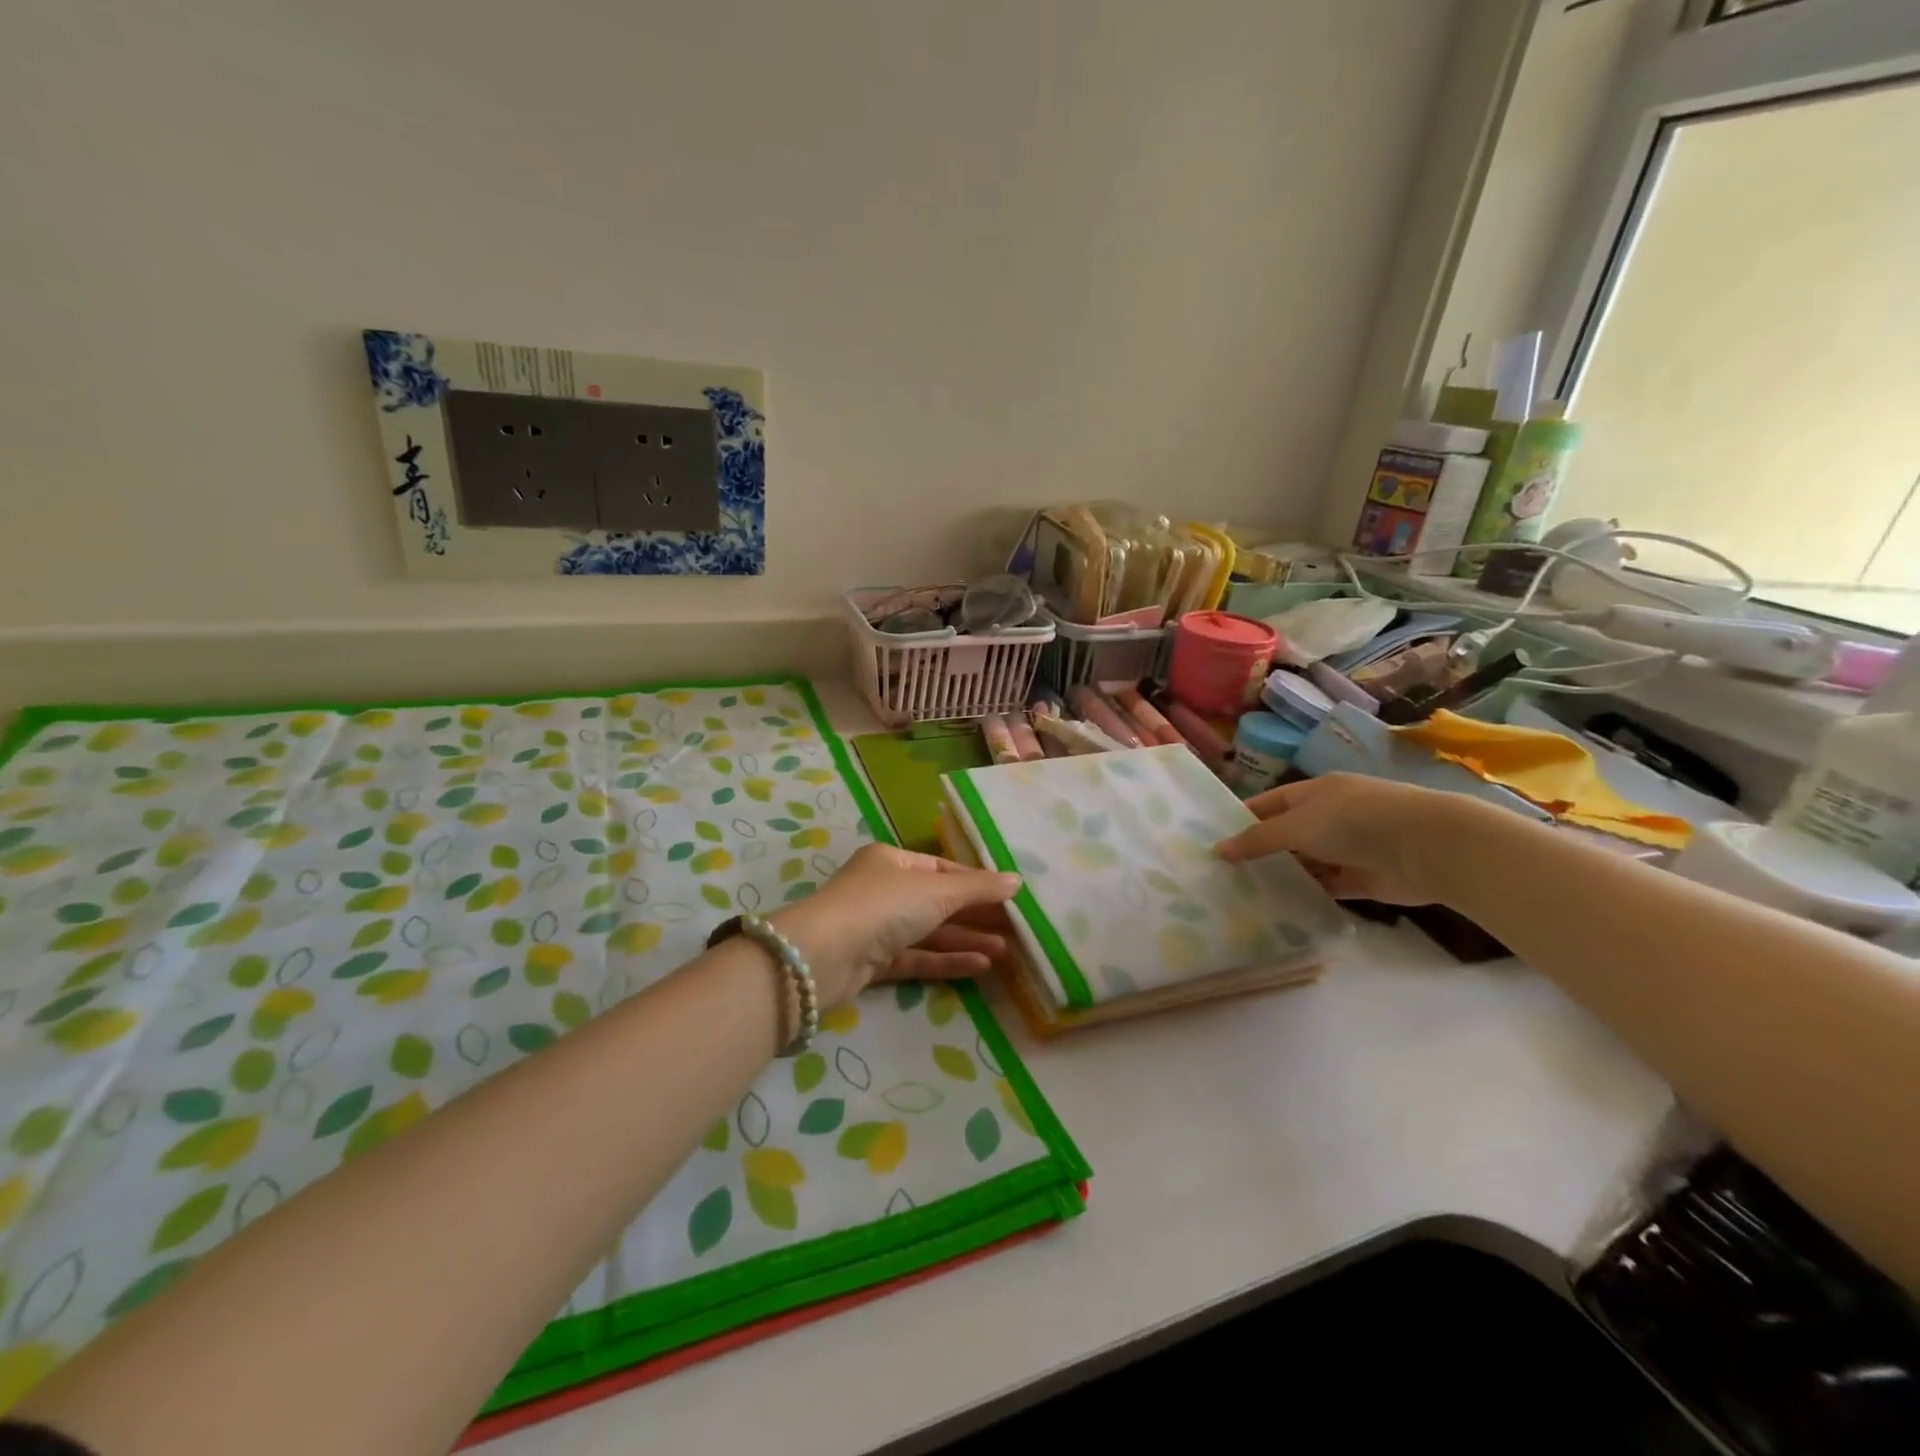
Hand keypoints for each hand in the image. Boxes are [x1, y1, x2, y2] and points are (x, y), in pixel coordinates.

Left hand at [772, 844, 1021, 1005]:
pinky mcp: (873, 962)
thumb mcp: (936, 890)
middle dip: (974, 915)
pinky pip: (917, 958)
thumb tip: (1016, 881)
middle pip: (937, 902)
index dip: (976, 882)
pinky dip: (946, 961)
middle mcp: (883, 890)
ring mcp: (876, 927)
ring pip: (928, 932)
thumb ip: (978, 888)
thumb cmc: (882, 905)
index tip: (1009, 898)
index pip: (942, 869)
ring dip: (965, 940)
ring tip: (1005, 951)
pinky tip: (980, 966)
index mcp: (891, 860)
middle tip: (1014, 929)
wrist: (824, 955)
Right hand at [1214, 773, 1470, 904]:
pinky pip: (1330, 886)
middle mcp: (1331, 816)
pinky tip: (1282, 907)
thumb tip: (1219, 850)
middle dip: (1261, 851)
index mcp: (1316, 792)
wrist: (1426, 846)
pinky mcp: (1365, 878)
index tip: (1215, 839)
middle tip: (1225, 873)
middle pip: (1288, 834)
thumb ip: (1258, 840)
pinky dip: (1310, 894)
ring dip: (1285, 875)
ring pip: (1308, 862)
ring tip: (1247, 893)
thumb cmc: (1354, 821)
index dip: (1244, 818)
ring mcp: (1350, 847)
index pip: (1270, 803)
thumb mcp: (1296, 825)